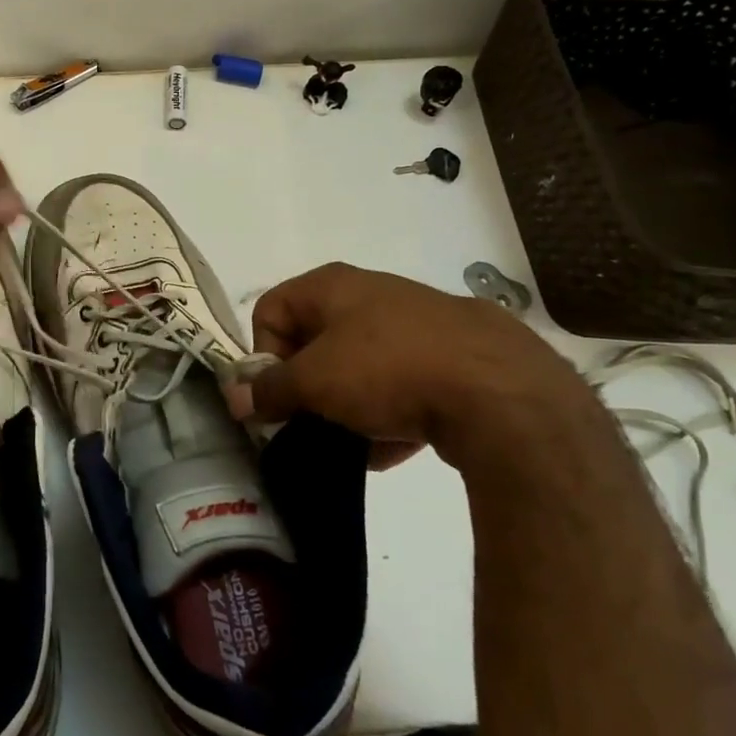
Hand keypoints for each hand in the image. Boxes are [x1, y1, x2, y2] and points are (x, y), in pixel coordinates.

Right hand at [233, 263, 604, 475]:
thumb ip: (269, 390)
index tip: (279, 396)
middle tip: (309, 421)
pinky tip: (389, 450)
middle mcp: (372, 294)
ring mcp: (416, 324)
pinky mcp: (453, 358)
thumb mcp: (315, 381)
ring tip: (351, 442)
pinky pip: (402, 386)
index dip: (264, 355)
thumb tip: (235, 397)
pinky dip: (387, 415)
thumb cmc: (387, 369)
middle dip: (306, 385)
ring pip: (360, 366)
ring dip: (346, 405)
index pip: (271, 309)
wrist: (501, 391)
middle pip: (315, 340)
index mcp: (333, 285)